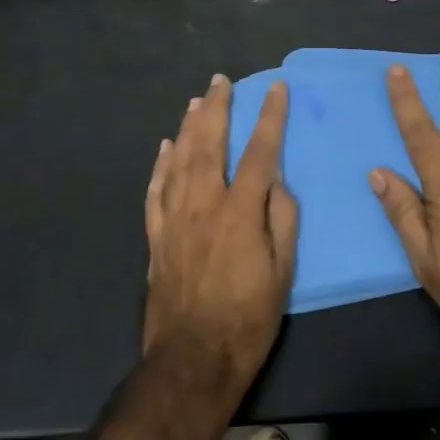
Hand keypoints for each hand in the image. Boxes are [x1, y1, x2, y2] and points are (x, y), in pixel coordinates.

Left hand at [143, 75, 297, 394]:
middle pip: (209, 144)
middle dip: (217, 108)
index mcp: (240, 212)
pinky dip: (160, 165)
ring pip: (178, 161)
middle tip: (221, 81)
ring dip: (187, 127)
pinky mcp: (156, 237)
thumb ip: (282, 219)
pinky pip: (155, 191)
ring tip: (195, 101)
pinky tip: (164, 148)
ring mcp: (174, 220)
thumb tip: (276, 182)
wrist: (193, 358)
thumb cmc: (248, 318)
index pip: (260, 152)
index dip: (269, 117)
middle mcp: (203, 205)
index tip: (275, 89)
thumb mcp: (283, 271)